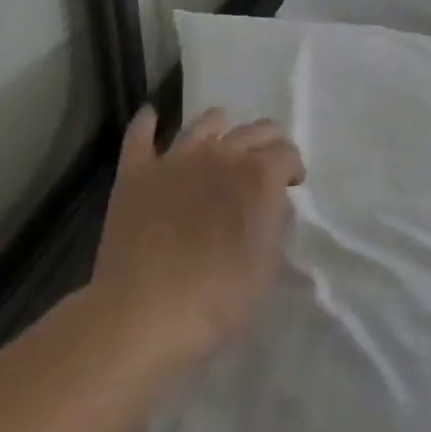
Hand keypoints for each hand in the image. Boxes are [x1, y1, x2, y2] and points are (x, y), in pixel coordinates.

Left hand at [81, 106, 304, 377]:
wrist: (140, 314)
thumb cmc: (215, 300)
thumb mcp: (266, 270)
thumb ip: (277, 227)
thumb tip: (277, 203)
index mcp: (259, 176)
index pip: (288, 154)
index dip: (293, 169)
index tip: (292, 186)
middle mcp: (222, 154)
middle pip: (255, 130)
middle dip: (268, 142)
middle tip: (267, 162)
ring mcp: (176, 159)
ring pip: (205, 122)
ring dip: (220, 126)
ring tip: (222, 138)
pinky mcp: (137, 173)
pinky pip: (139, 135)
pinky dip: (147, 123)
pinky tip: (151, 117)